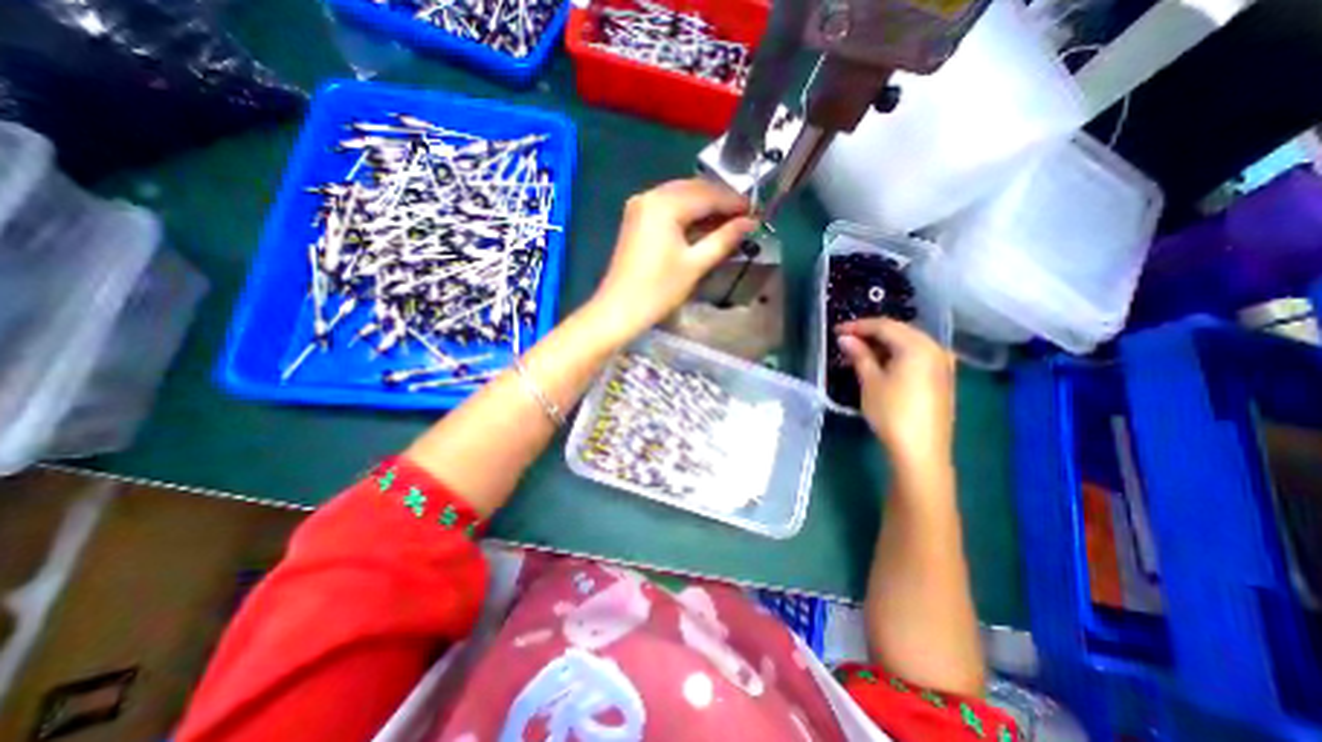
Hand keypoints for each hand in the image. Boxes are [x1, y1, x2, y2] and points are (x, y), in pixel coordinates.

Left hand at [585, 181, 758, 342]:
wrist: (619, 310)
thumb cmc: (658, 290)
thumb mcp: (695, 264)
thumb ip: (724, 239)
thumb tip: (750, 222)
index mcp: (664, 204)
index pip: (707, 194)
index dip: (733, 202)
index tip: (756, 211)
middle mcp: (650, 196)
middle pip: (693, 189)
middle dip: (719, 201)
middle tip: (743, 217)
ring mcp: (639, 206)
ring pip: (680, 196)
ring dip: (704, 206)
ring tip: (727, 222)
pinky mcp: (636, 219)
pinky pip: (668, 207)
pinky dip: (687, 213)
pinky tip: (702, 226)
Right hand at [836, 318, 950, 468]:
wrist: (921, 451)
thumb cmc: (892, 413)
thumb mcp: (870, 382)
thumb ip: (859, 355)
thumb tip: (845, 338)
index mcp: (918, 346)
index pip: (884, 326)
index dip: (858, 326)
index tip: (836, 330)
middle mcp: (936, 349)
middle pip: (900, 331)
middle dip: (872, 333)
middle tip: (847, 340)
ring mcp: (943, 364)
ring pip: (910, 343)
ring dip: (885, 345)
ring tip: (861, 352)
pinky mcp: (944, 379)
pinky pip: (918, 356)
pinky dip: (898, 355)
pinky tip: (883, 364)